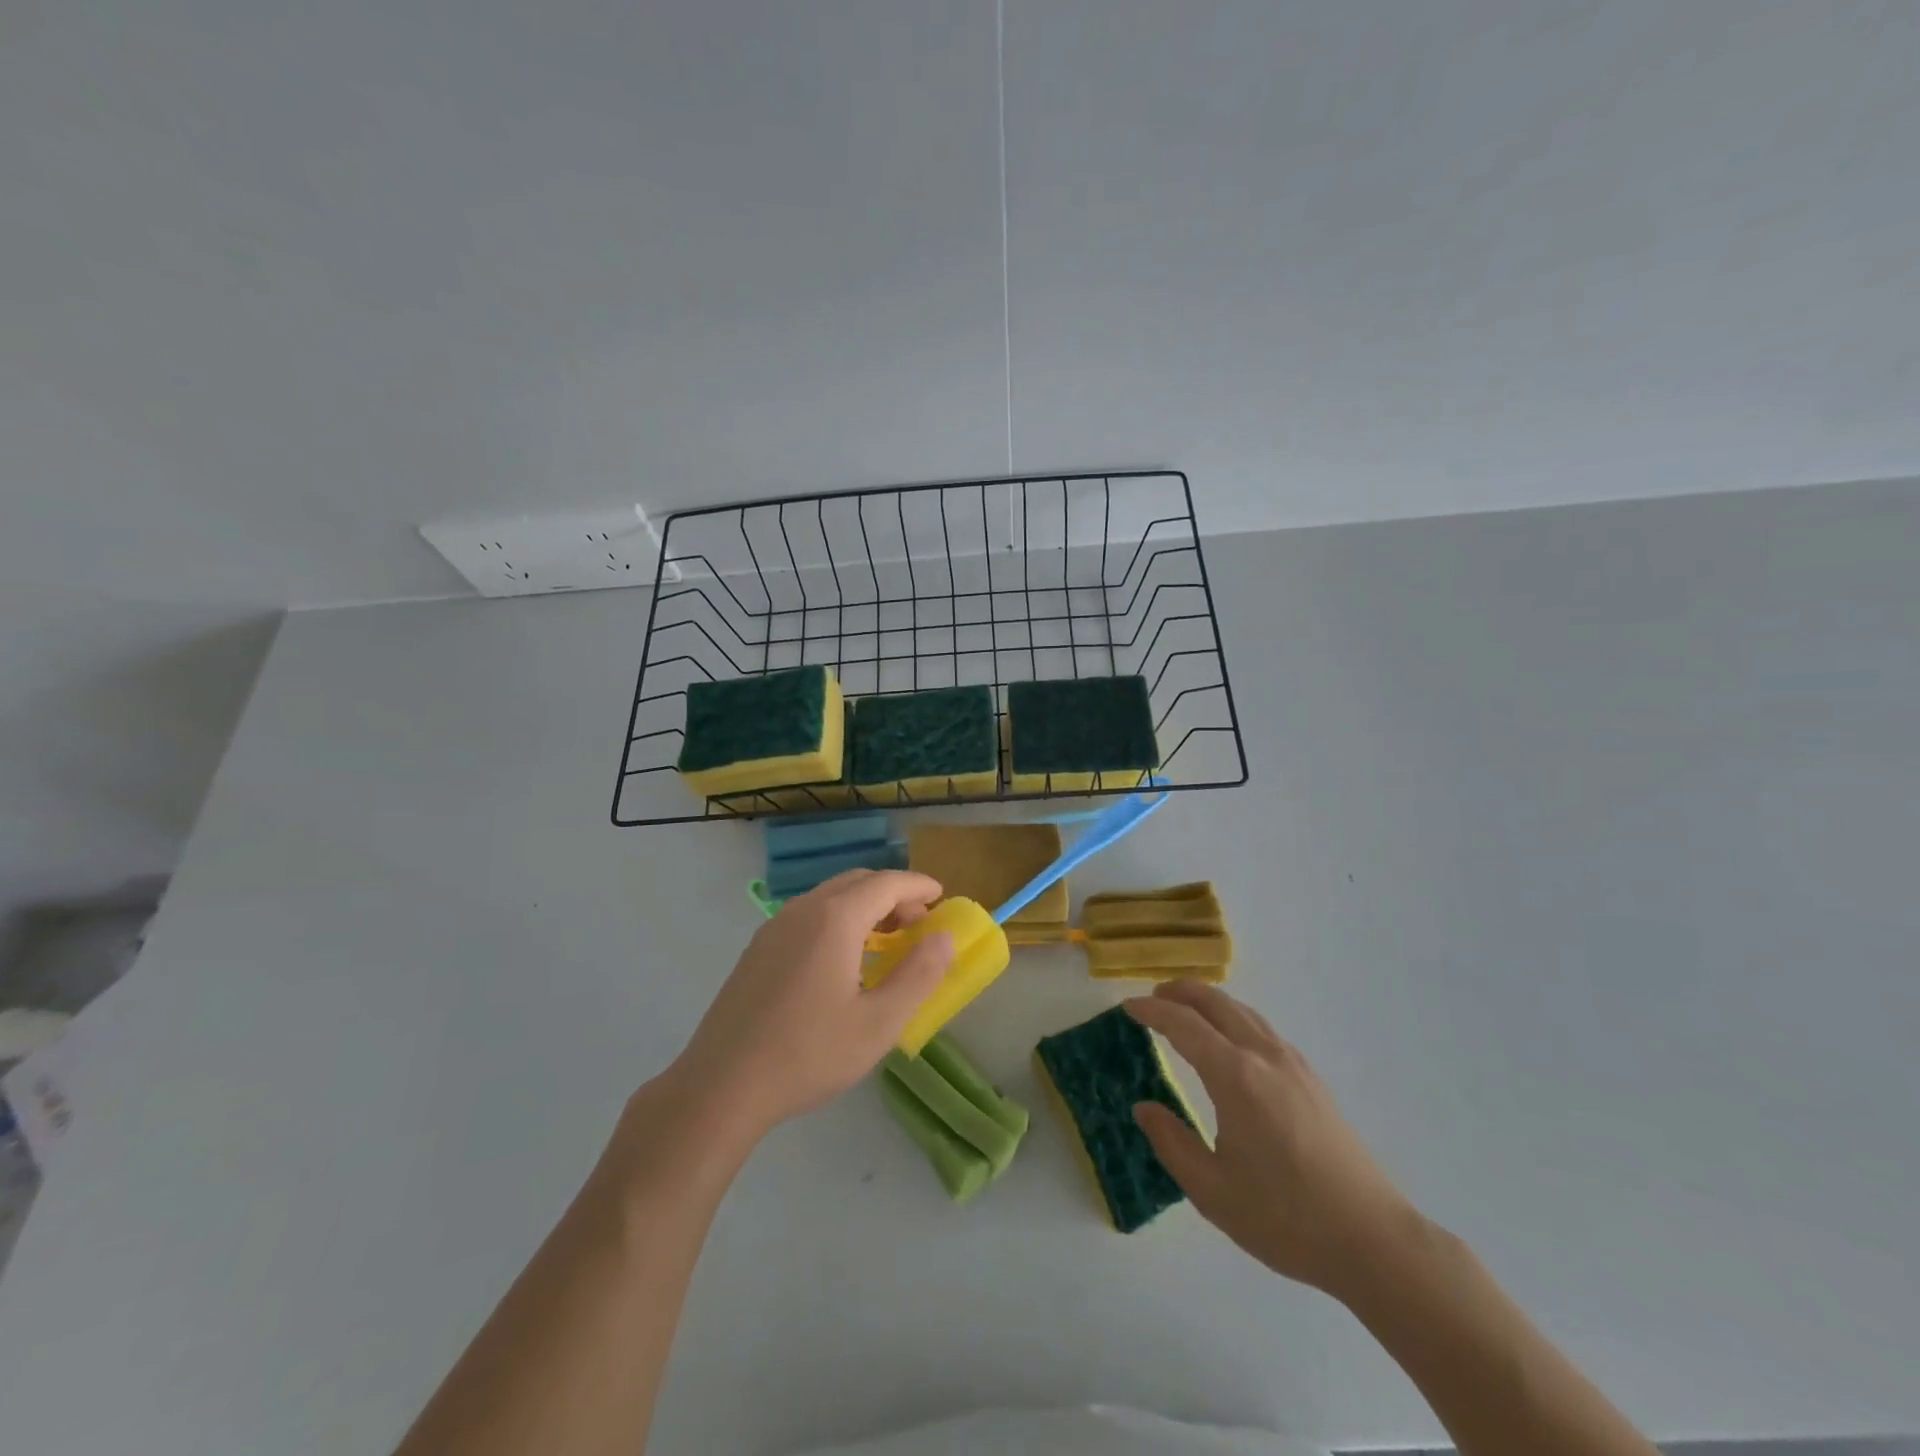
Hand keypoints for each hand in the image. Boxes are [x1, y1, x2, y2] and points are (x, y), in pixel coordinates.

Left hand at [669, 869, 953, 1142]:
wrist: (721, 1086)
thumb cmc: (808, 1054)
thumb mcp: (878, 1023)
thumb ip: (918, 976)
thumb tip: (943, 938)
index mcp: (834, 919)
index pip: (886, 883)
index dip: (917, 886)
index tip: (941, 896)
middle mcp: (803, 910)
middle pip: (857, 882)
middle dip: (892, 894)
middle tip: (918, 925)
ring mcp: (774, 928)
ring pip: (829, 897)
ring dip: (864, 907)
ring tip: (885, 942)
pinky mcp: (758, 949)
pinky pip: (808, 916)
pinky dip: (838, 920)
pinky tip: (842, 960)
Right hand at [1125, 980, 1419, 1300]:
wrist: (1372, 1240)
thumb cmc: (1285, 1219)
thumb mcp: (1212, 1191)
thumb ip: (1171, 1143)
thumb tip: (1144, 1108)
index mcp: (1235, 1076)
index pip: (1184, 1025)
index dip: (1152, 1012)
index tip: (1127, 1008)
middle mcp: (1264, 1056)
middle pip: (1216, 1003)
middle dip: (1180, 993)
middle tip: (1152, 998)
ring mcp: (1293, 1065)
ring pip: (1243, 1012)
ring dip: (1209, 1002)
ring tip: (1185, 1011)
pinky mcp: (1312, 1080)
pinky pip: (1263, 1029)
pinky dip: (1234, 1018)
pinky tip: (1231, 1041)